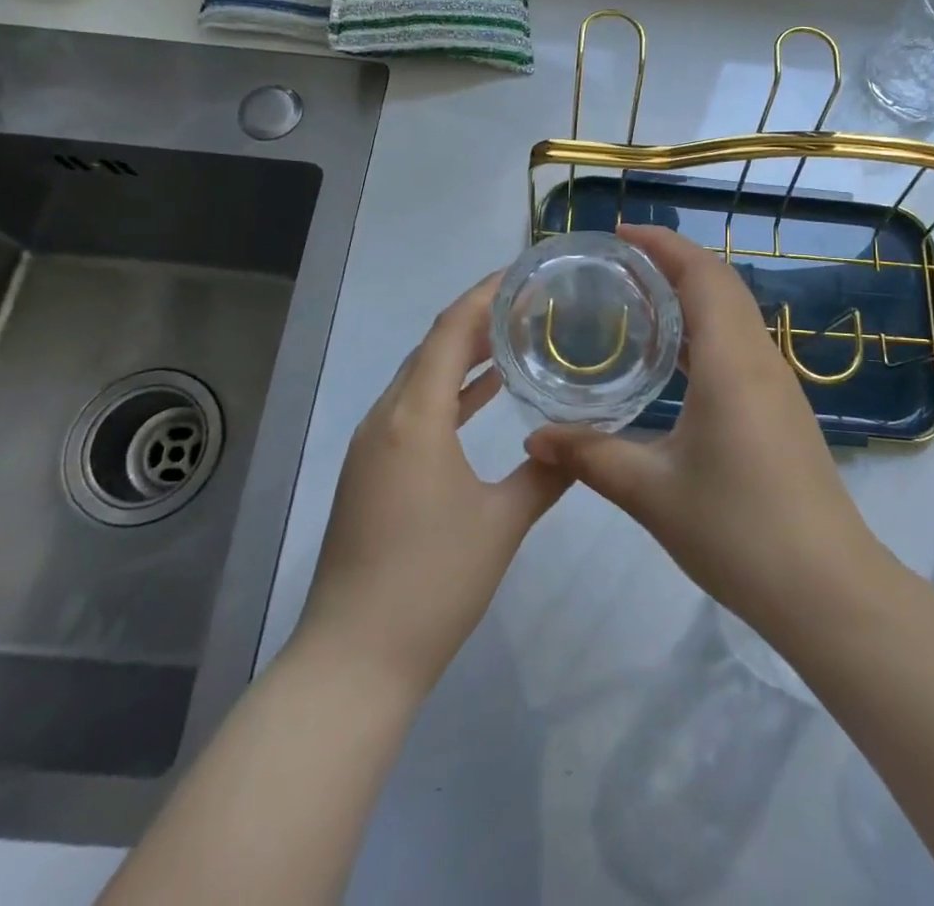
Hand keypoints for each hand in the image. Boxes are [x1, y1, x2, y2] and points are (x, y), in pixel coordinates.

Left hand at [293, 273, 570, 697]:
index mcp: (414, 417)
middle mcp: (386, 418)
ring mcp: (373, 445)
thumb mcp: (502, 524)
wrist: (355, 661)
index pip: (449, 331)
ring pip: (421, 378)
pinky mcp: (371, 470)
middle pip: (433, 347)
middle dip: (478, 319)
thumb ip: (546, 474)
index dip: (484, 294)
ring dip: (463, 355)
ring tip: (514, 336)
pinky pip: (414, 409)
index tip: (522, 273)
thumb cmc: (432, 584)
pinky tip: (484, 396)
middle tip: (530, 302)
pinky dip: (449, 393)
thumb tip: (579, 440)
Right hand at [524, 226, 882, 632]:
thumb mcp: (652, 493)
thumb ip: (589, 456)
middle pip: (721, 283)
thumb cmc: (739, 531)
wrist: (827, 588)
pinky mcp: (781, 408)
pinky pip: (740, 344)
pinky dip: (705, 328)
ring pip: (734, 313)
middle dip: (673, 260)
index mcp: (732, 361)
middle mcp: (759, 358)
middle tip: (619, 262)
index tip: (620, 232)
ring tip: (637, 299)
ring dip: (691, 293)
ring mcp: (777, 383)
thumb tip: (534, 436)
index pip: (702, 275)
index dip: (663, 244)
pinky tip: (673, 358)